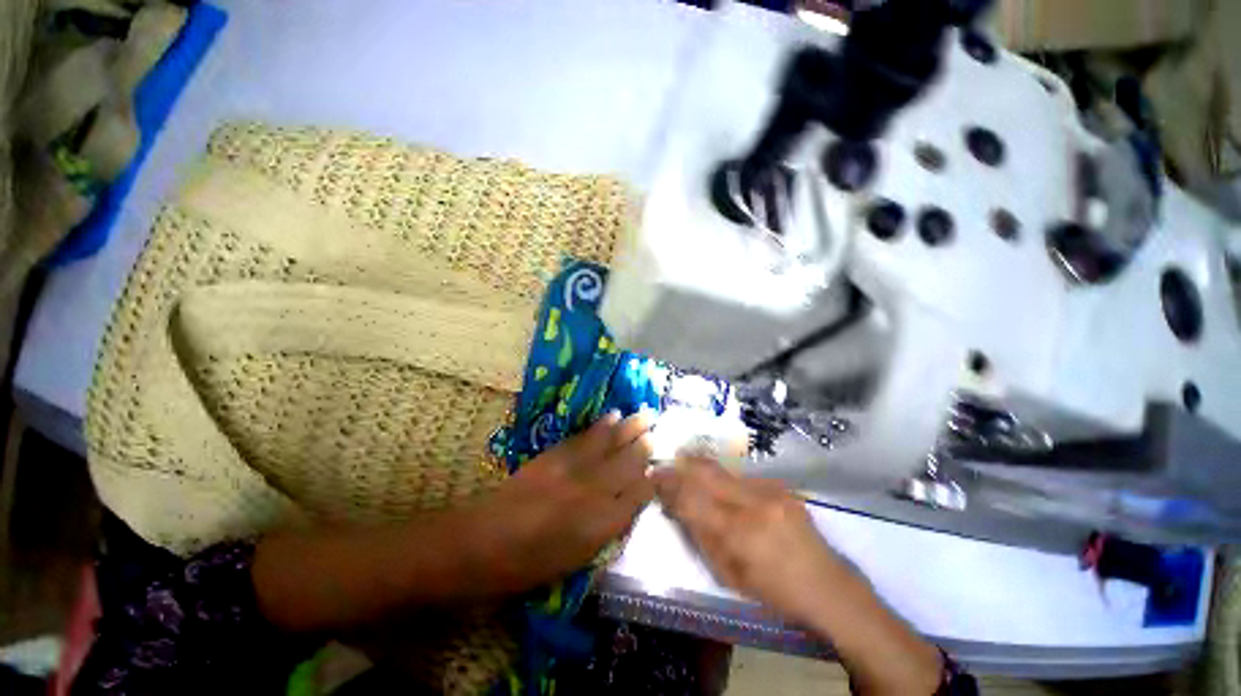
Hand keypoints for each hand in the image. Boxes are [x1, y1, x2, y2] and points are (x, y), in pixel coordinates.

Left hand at [483, 411, 655, 591]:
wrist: (483, 542)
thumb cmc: (529, 565)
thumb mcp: (576, 560)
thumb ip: (607, 529)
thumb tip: (627, 506)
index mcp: (602, 524)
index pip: (638, 496)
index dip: (651, 481)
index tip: (661, 471)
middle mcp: (594, 491)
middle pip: (628, 464)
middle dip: (644, 448)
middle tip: (657, 433)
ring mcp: (574, 469)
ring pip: (610, 445)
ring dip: (629, 428)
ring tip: (645, 414)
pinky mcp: (556, 455)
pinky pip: (585, 437)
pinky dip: (601, 426)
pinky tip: (611, 416)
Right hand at [653, 458, 942, 695]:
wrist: (830, 588)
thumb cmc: (775, 592)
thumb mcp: (729, 575)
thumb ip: (700, 535)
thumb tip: (676, 506)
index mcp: (739, 532)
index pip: (692, 498)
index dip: (669, 484)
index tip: (653, 476)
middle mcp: (754, 503)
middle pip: (706, 472)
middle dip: (681, 465)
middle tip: (665, 464)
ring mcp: (771, 491)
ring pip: (723, 470)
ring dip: (700, 468)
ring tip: (686, 468)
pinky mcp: (782, 487)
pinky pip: (742, 476)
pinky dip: (724, 478)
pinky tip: (721, 485)